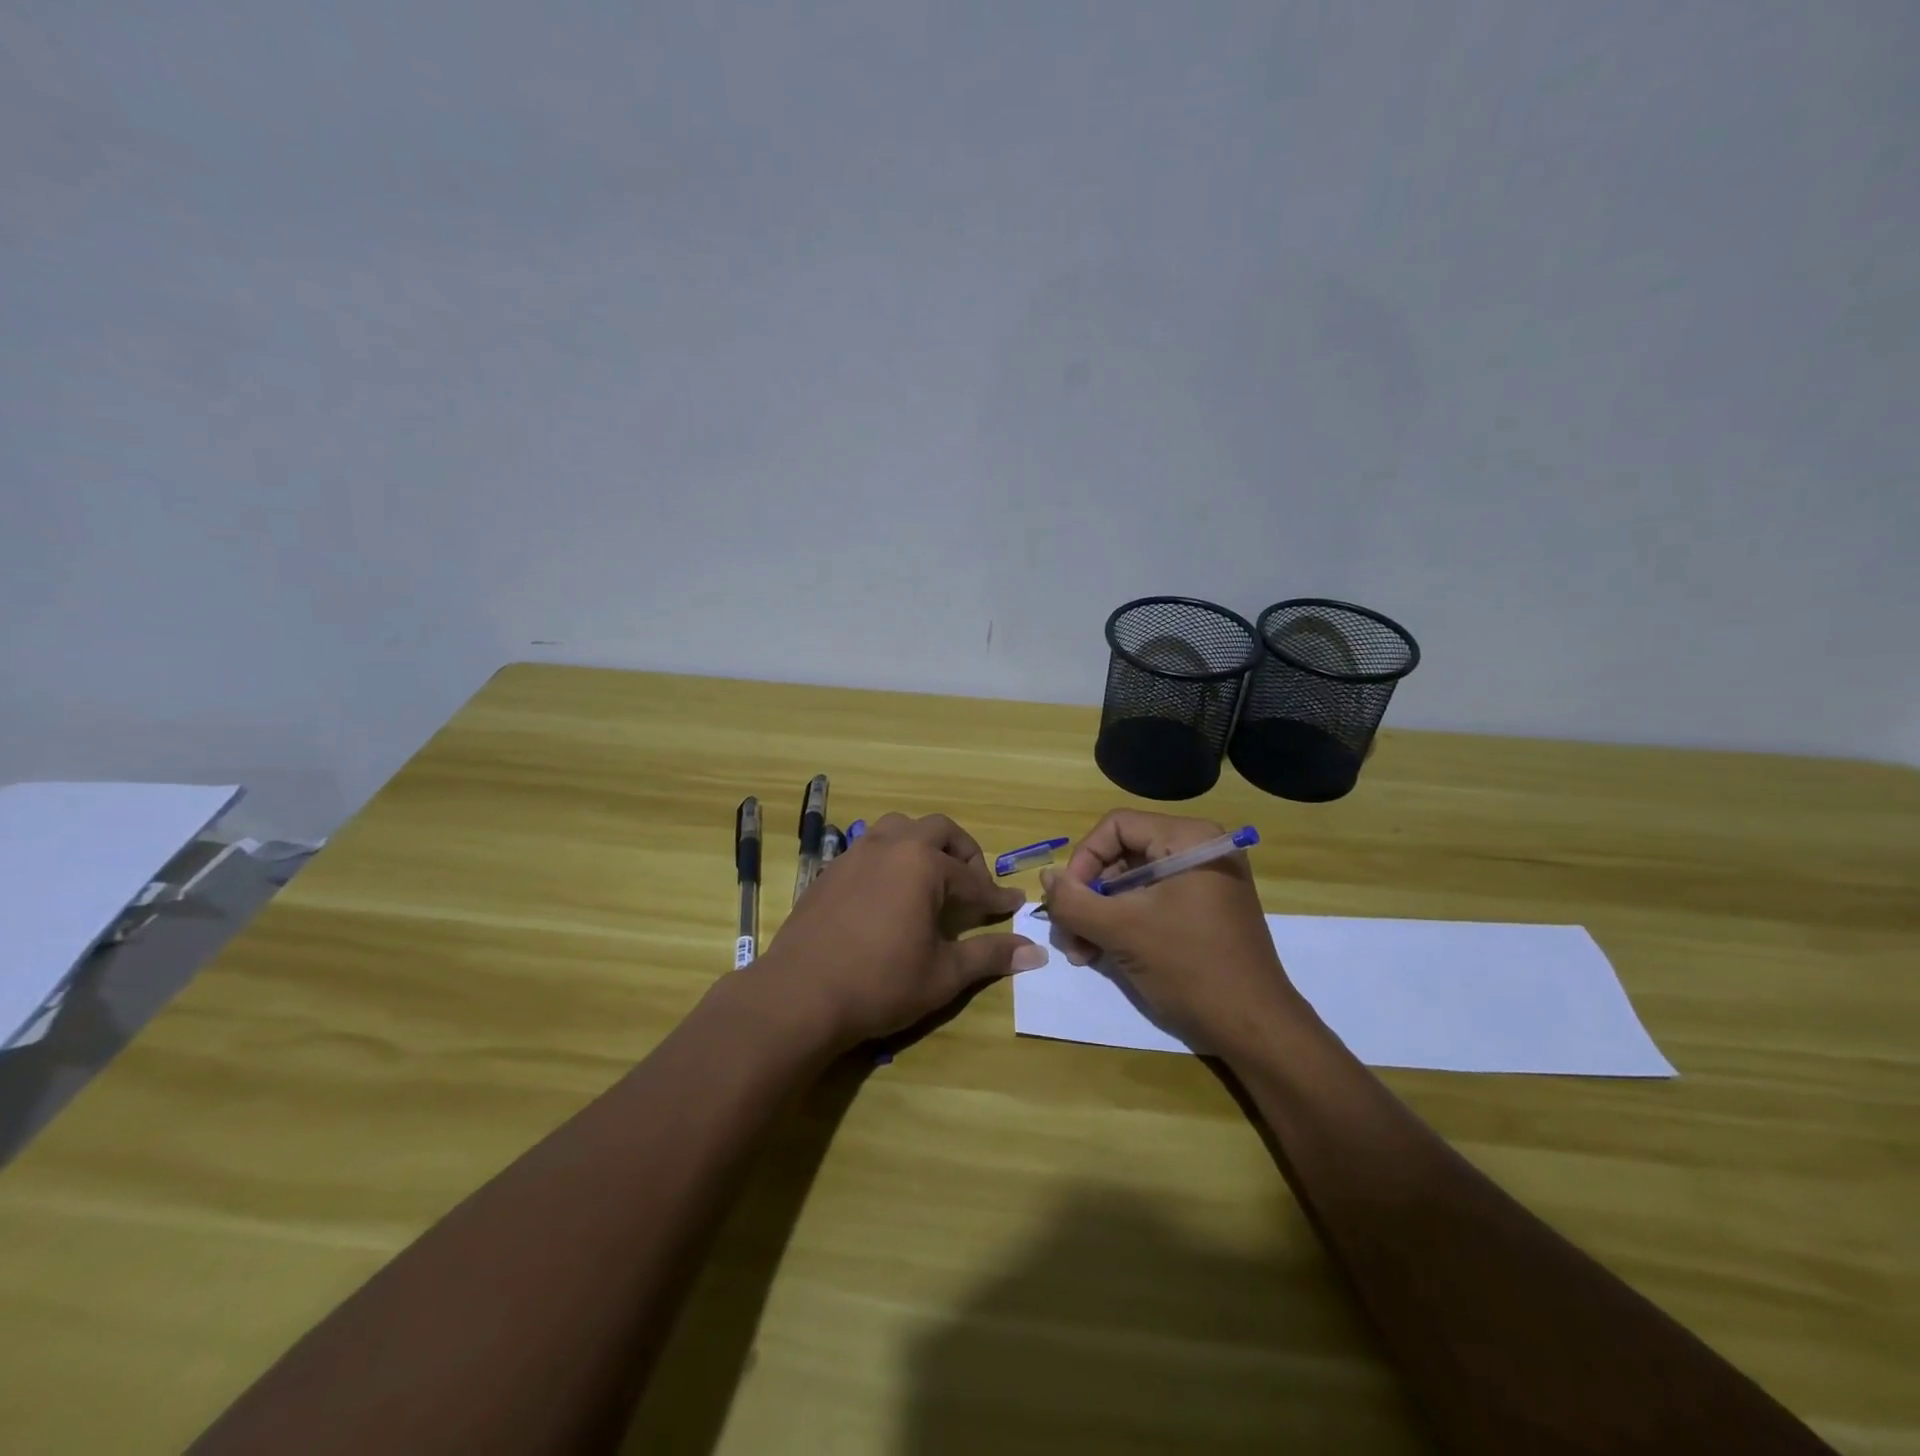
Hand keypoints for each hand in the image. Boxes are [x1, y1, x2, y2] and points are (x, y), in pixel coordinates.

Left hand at [751, 813, 1047, 1049]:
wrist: (799, 995)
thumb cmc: (880, 983)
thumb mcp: (943, 974)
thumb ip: (989, 956)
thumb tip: (1035, 952)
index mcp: (922, 864)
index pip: (972, 878)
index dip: (995, 896)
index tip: (1013, 906)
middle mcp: (890, 846)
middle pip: (937, 830)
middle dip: (963, 853)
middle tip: (973, 885)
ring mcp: (854, 855)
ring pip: (897, 829)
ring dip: (922, 845)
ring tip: (930, 878)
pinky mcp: (829, 872)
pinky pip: (868, 849)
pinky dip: (890, 859)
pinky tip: (889, 894)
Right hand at [1039, 809, 1303, 1051]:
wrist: (1256, 1029)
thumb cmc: (1189, 968)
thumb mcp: (1121, 930)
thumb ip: (1074, 900)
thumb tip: (1045, 877)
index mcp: (1189, 839)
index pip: (1116, 826)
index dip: (1083, 859)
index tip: (1066, 900)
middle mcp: (1199, 850)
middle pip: (1122, 855)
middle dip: (1089, 896)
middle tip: (1069, 935)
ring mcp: (1204, 882)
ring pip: (1132, 883)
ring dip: (1099, 915)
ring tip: (1082, 954)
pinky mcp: (1204, 910)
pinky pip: (1151, 903)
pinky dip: (1124, 924)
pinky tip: (1102, 955)